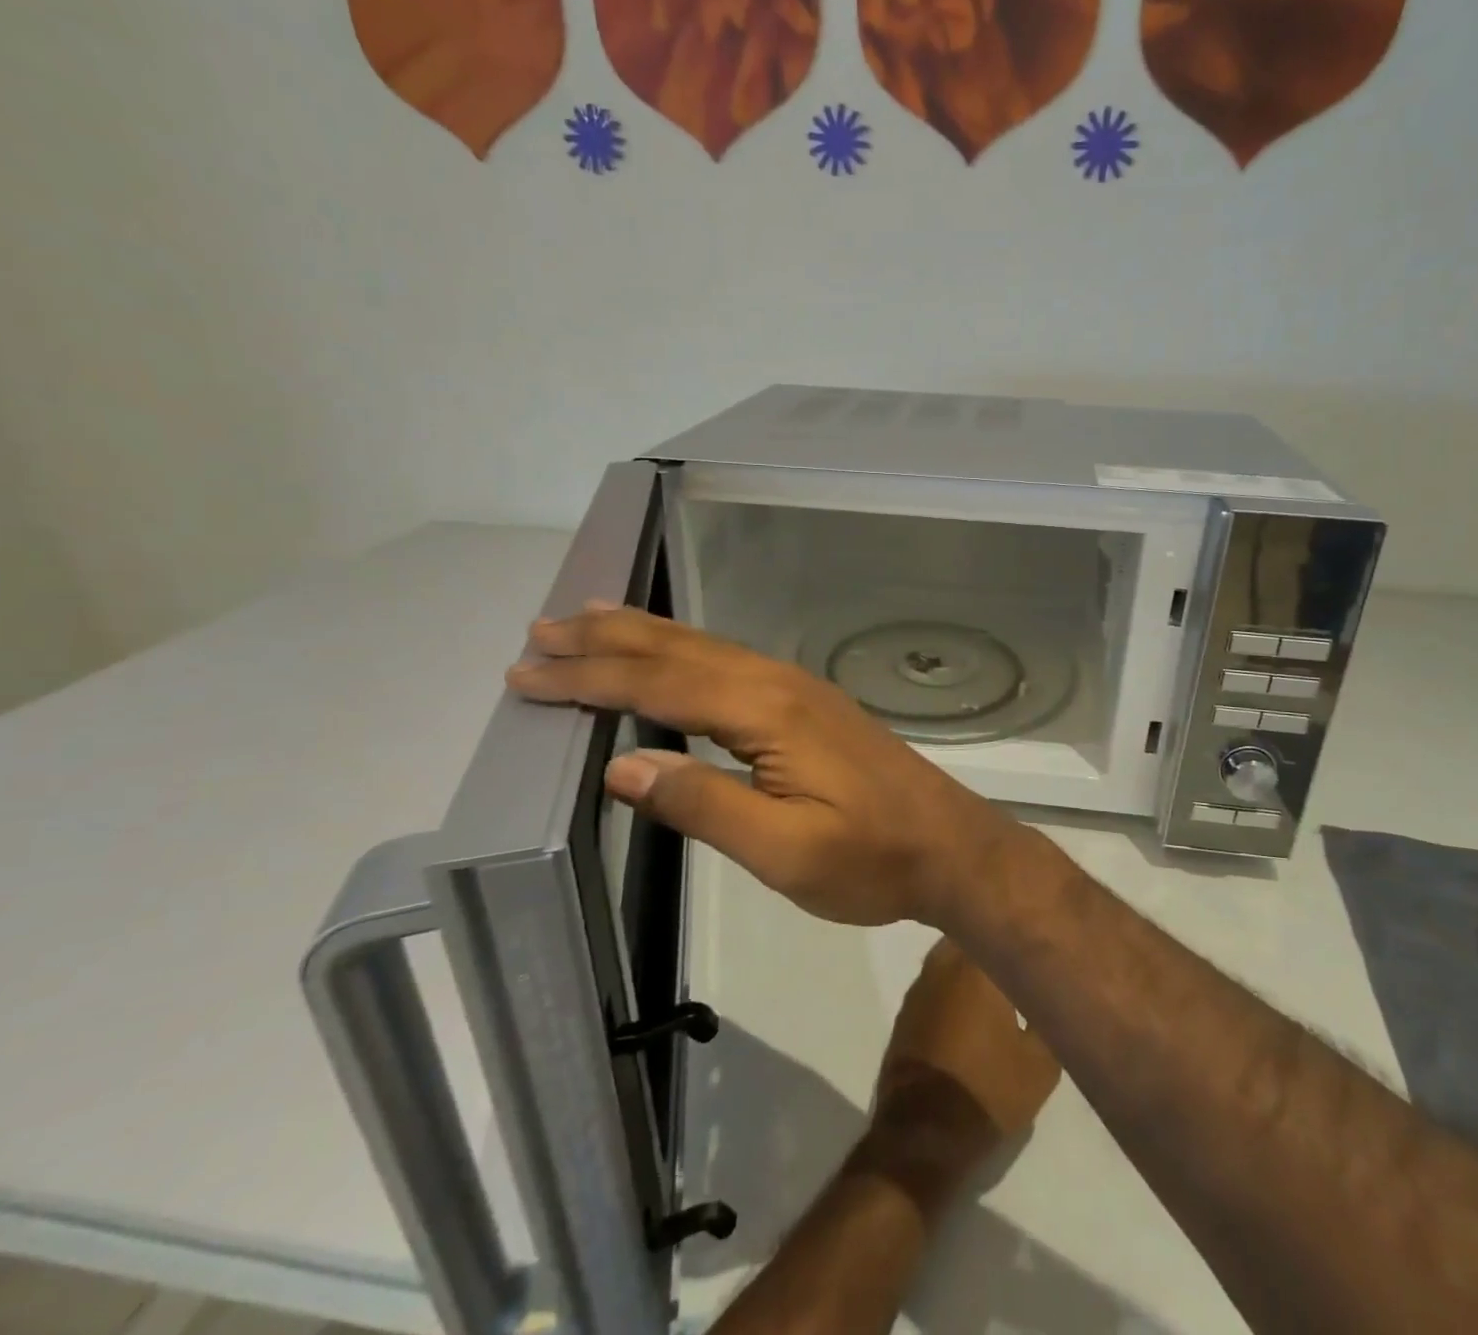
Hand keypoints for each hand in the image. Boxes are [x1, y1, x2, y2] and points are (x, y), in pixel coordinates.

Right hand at [507, 604, 1025, 927]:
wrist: (951, 845)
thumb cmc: (870, 858)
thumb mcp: (783, 850)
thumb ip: (703, 804)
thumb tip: (621, 764)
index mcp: (766, 711)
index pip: (660, 684)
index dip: (590, 678)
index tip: (526, 674)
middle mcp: (778, 683)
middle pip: (679, 650)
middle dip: (607, 639)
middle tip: (542, 629)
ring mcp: (797, 688)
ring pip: (705, 649)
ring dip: (643, 636)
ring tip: (590, 620)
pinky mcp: (808, 703)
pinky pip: (729, 662)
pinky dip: (684, 652)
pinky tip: (673, 657)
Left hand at [852, 940, 1061, 1216]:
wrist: (923, 1133)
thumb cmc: (988, 1091)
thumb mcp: (1042, 1063)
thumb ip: (1048, 1016)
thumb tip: (1054, 989)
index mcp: (977, 966)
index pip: (1002, 928)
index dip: (1022, 934)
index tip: (1041, 940)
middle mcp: (944, 962)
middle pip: (974, 934)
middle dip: (995, 939)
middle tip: (1022, 955)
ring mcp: (921, 983)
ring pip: (953, 955)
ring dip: (973, 962)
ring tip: (1001, 977)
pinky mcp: (907, 1007)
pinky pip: (938, 980)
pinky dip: (954, 984)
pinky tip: (972, 1004)